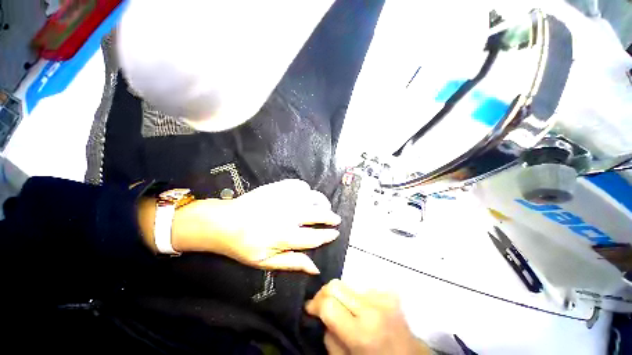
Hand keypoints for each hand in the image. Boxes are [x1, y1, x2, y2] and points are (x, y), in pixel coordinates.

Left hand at [171, 179, 340, 273]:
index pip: (315, 237)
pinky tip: (305, 195)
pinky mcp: (277, 188)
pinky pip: (299, 185)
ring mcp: (283, 199)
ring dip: (322, 202)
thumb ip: (293, 263)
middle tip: (336, 219)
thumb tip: (315, 268)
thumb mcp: (266, 262)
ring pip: (312, 197)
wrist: (224, 222)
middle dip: (330, 217)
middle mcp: (288, 215)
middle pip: (318, 214)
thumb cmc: (244, 245)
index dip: (328, 235)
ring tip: (324, 206)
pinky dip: (306, 190)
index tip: (335, 233)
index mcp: (285, 236)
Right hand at [305, 280, 431, 354]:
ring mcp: (383, 298)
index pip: (328, 304)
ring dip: (341, 295)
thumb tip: (321, 314)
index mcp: (361, 333)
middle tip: (321, 304)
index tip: (311, 309)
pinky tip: (361, 308)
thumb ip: (329, 337)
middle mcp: (372, 309)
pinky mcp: (389, 293)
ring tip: (344, 309)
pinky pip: (362, 287)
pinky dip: (356, 296)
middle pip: (336, 285)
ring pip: (348, 284)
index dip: (314, 304)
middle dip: (324, 293)